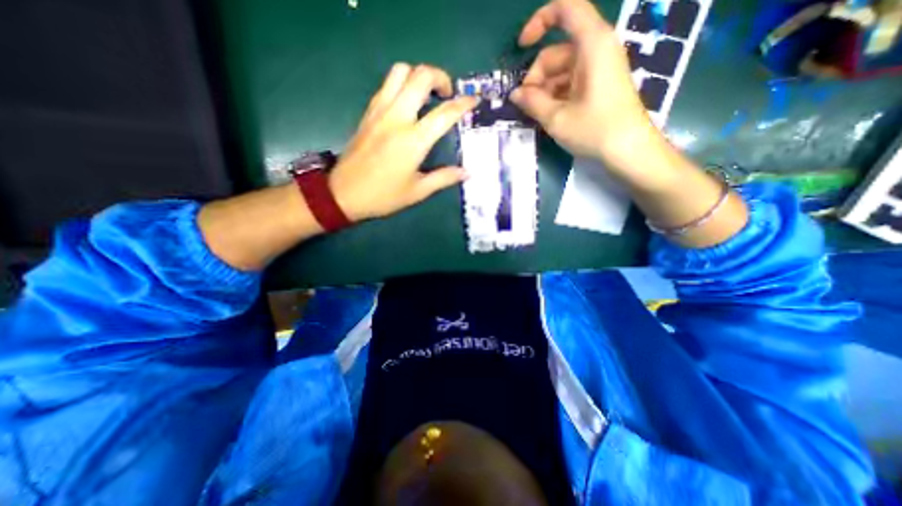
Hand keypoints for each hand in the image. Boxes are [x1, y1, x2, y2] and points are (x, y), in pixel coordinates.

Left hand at [331, 62, 477, 220]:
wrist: (343, 193)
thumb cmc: (383, 196)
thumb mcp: (418, 191)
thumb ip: (444, 178)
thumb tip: (466, 172)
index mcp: (413, 141)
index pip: (444, 113)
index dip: (463, 104)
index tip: (474, 100)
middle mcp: (397, 118)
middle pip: (421, 76)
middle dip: (440, 77)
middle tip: (448, 94)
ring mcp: (379, 111)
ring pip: (400, 72)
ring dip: (418, 76)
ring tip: (427, 94)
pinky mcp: (368, 112)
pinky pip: (387, 85)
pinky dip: (402, 84)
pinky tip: (408, 103)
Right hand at [514, 0, 657, 165]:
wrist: (628, 150)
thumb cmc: (594, 130)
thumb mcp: (557, 118)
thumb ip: (532, 102)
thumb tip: (515, 94)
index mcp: (592, 44)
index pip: (566, 9)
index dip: (539, 21)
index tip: (521, 47)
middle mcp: (597, 49)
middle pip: (556, 52)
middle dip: (537, 77)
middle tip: (527, 106)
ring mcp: (599, 69)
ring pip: (561, 71)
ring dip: (544, 91)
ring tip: (538, 115)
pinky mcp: (599, 85)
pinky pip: (571, 83)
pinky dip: (556, 96)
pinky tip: (550, 116)